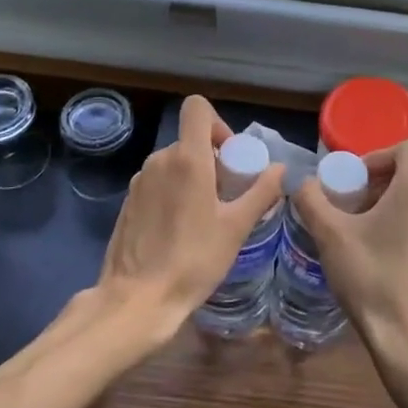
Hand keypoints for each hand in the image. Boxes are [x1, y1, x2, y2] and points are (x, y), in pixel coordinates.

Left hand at [89, 95, 283, 349]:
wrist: (137, 299)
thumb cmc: (194, 260)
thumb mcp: (236, 228)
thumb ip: (261, 192)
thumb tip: (280, 169)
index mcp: (187, 159)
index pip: (197, 108)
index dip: (218, 123)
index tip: (230, 157)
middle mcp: (159, 160)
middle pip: (189, 140)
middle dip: (211, 159)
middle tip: (227, 196)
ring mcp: (139, 181)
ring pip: (172, 163)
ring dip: (192, 178)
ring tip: (205, 216)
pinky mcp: (128, 202)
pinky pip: (157, 183)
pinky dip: (172, 194)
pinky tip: (180, 230)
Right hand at [294, 139, 407, 370]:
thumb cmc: (372, 279)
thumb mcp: (330, 236)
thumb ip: (311, 200)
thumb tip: (301, 182)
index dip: (378, 155)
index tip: (354, 180)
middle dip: (377, 183)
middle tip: (349, 207)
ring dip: (389, 206)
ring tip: (361, 233)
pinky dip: (403, 227)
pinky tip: (381, 257)